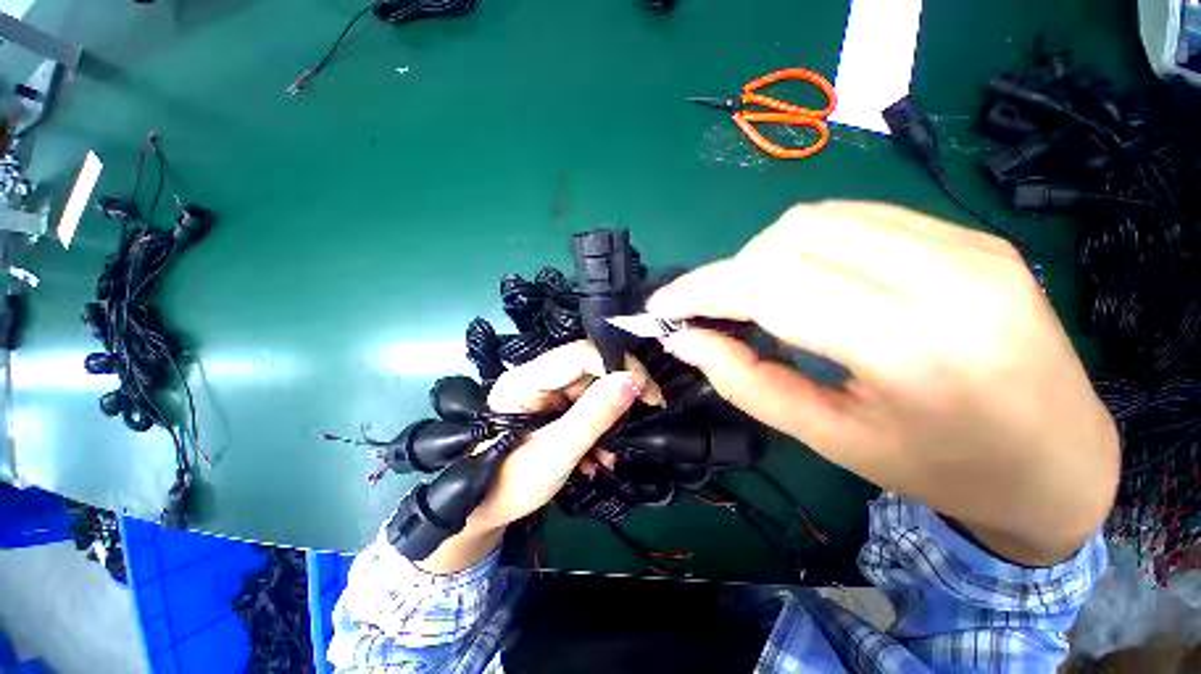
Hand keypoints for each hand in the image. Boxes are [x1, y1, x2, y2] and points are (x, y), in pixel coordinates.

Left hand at [415, 341, 662, 573]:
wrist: (484, 511)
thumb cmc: (510, 485)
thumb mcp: (557, 453)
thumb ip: (594, 416)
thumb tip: (633, 381)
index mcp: (526, 380)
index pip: (581, 354)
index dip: (619, 365)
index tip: (647, 393)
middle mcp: (537, 377)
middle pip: (591, 368)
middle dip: (620, 393)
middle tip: (644, 414)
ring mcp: (546, 392)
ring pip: (593, 388)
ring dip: (610, 417)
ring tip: (611, 451)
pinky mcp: (554, 407)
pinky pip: (587, 406)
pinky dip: (600, 428)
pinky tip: (599, 457)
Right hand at [647, 201, 1118, 565]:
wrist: (1060, 459)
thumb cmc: (945, 469)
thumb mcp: (831, 439)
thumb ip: (746, 381)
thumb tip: (685, 339)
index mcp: (913, 347)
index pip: (770, 286)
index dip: (701, 290)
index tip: (661, 306)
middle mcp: (946, 275)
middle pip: (786, 241)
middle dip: (727, 274)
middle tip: (709, 311)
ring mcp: (966, 242)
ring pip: (815, 218)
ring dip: (762, 256)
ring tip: (755, 298)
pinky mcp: (969, 233)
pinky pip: (855, 218)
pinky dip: (804, 245)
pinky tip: (806, 280)